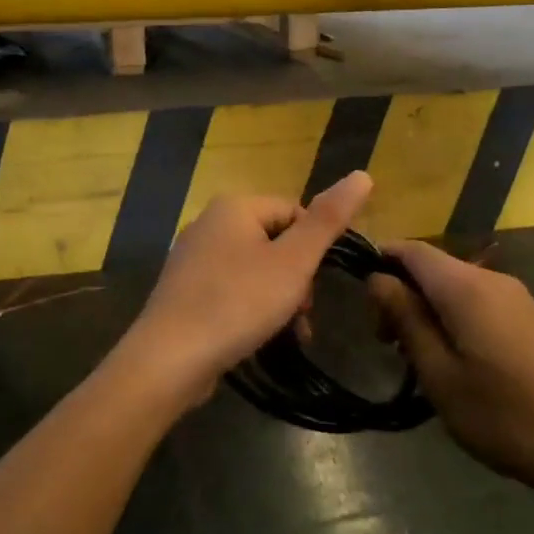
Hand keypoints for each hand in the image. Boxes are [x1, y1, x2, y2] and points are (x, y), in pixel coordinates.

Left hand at [124, 171, 373, 400]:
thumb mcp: (294, 262)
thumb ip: (328, 220)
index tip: (318, 283)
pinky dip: (251, 309)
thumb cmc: (237, 303)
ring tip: (288, 331)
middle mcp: (209, 223)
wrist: (169, 359)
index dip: (314, 247)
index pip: (294, 211)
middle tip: (302, 312)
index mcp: (234, 206)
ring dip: (279, 298)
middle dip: (297, 277)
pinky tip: (259, 338)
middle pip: (275, 241)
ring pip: (255, 269)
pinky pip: (231, 290)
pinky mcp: (185, 291)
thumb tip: (363, 174)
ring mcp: (193, 258)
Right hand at [367, 241, 533, 501]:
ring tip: (414, 359)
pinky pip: (476, 303)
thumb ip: (406, 319)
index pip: (411, 249)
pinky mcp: (527, 318)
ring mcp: (514, 297)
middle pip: (432, 267)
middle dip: (401, 295)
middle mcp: (491, 279)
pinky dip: (451, 319)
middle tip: (386, 344)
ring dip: (425, 311)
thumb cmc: (503, 414)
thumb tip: (377, 279)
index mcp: (465, 286)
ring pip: (453, 287)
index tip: (360, 302)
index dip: (380, 262)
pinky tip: (451, 362)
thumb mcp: (439, 373)